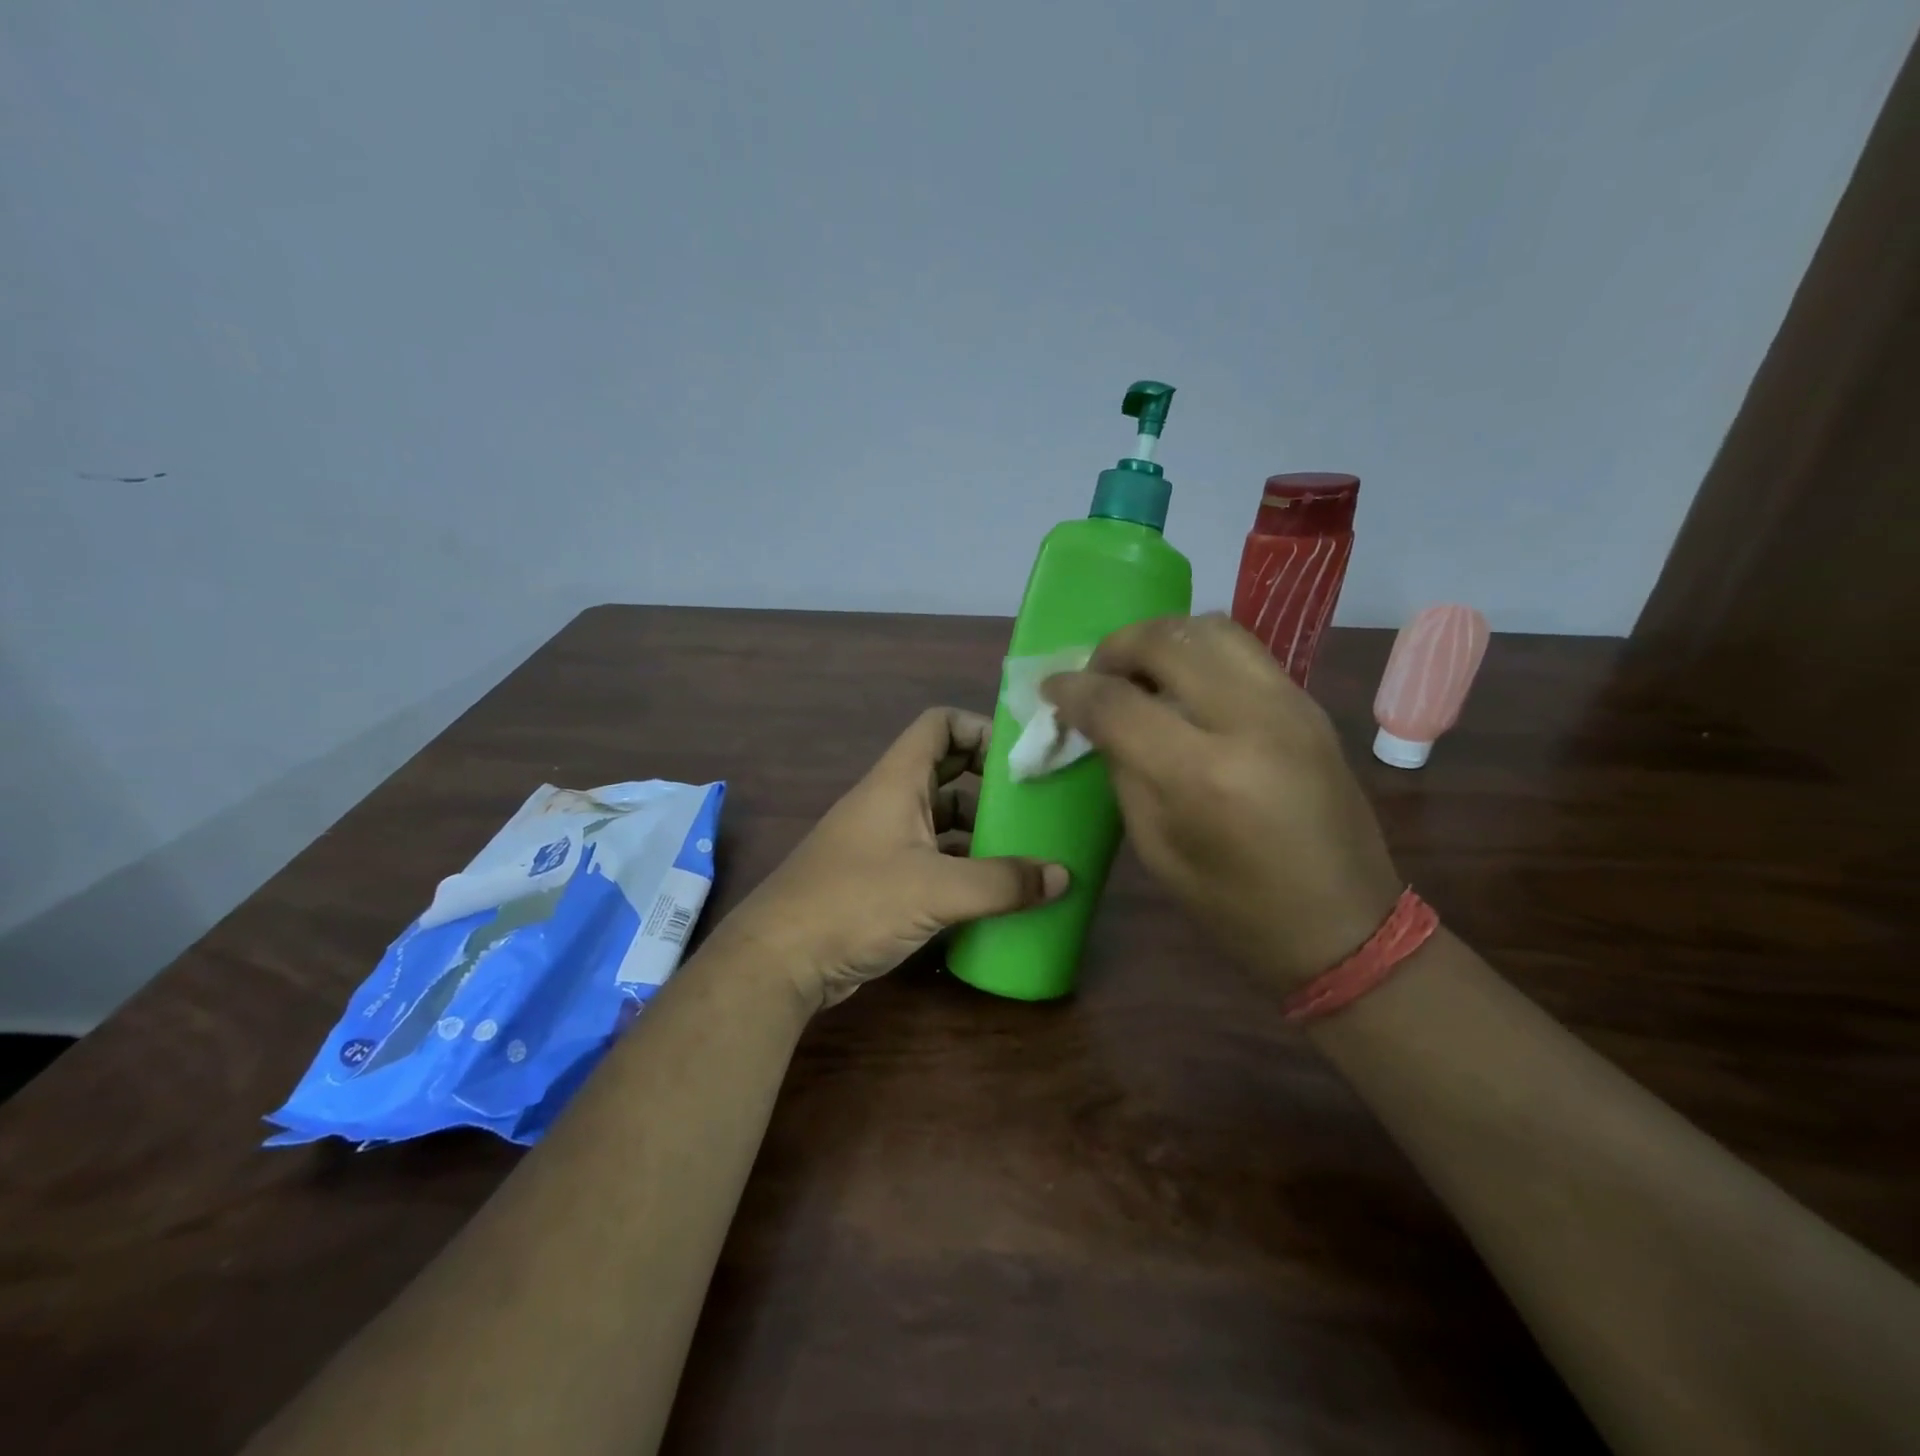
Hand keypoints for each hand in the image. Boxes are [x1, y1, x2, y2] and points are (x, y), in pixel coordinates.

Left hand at [716, 707, 1069, 1010]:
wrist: (780, 960)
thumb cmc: (855, 903)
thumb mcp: (936, 889)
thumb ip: (1002, 882)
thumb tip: (1064, 876)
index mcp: (898, 782)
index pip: (940, 725)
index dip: (980, 728)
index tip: (1022, 757)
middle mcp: (891, 803)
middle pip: (949, 773)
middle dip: (993, 785)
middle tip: (1038, 806)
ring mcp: (885, 843)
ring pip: (943, 821)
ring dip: (982, 832)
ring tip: (1030, 851)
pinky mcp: (883, 881)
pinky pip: (934, 860)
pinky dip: (964, 868)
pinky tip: (996, 892)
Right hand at [1044, 614, 1401, 988]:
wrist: (1347, 926)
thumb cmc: (1238, 909)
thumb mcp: (1158, 849)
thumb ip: (1125, 772)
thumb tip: (1099, 722)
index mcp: (1203, 775)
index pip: (1118, 702)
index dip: (1073, 690)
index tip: (1052, 690)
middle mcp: (1250, 721)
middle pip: (1167, 639)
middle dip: (1115, 647)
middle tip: (1095, 674)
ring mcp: (1289, 704)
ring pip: (1211, 627)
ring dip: (1161, 639)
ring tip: (1139, 672)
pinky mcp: (1309, 704)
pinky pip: (1242, 650)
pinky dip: (1198, 652)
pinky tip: (1184, 685)